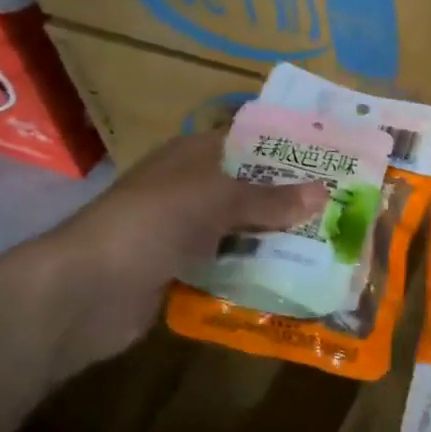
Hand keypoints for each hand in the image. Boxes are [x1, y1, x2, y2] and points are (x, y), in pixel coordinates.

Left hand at [33, 132, 327, 377]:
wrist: (89, 289)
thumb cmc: (154, 222)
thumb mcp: (218, 200)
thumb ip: (270, 199)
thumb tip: (324, 192)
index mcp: (193, 156)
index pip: (249, 142)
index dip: (287, 151)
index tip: (332, 163)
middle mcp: (190, 188)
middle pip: (249, 189)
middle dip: (290, 200)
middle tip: (341, 210)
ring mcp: (183, 230)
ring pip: (241, 230)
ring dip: (275, 240)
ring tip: (329, 247)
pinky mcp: (181, 269)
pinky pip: (227, 265)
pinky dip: (253, 271)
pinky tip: (291, 280)